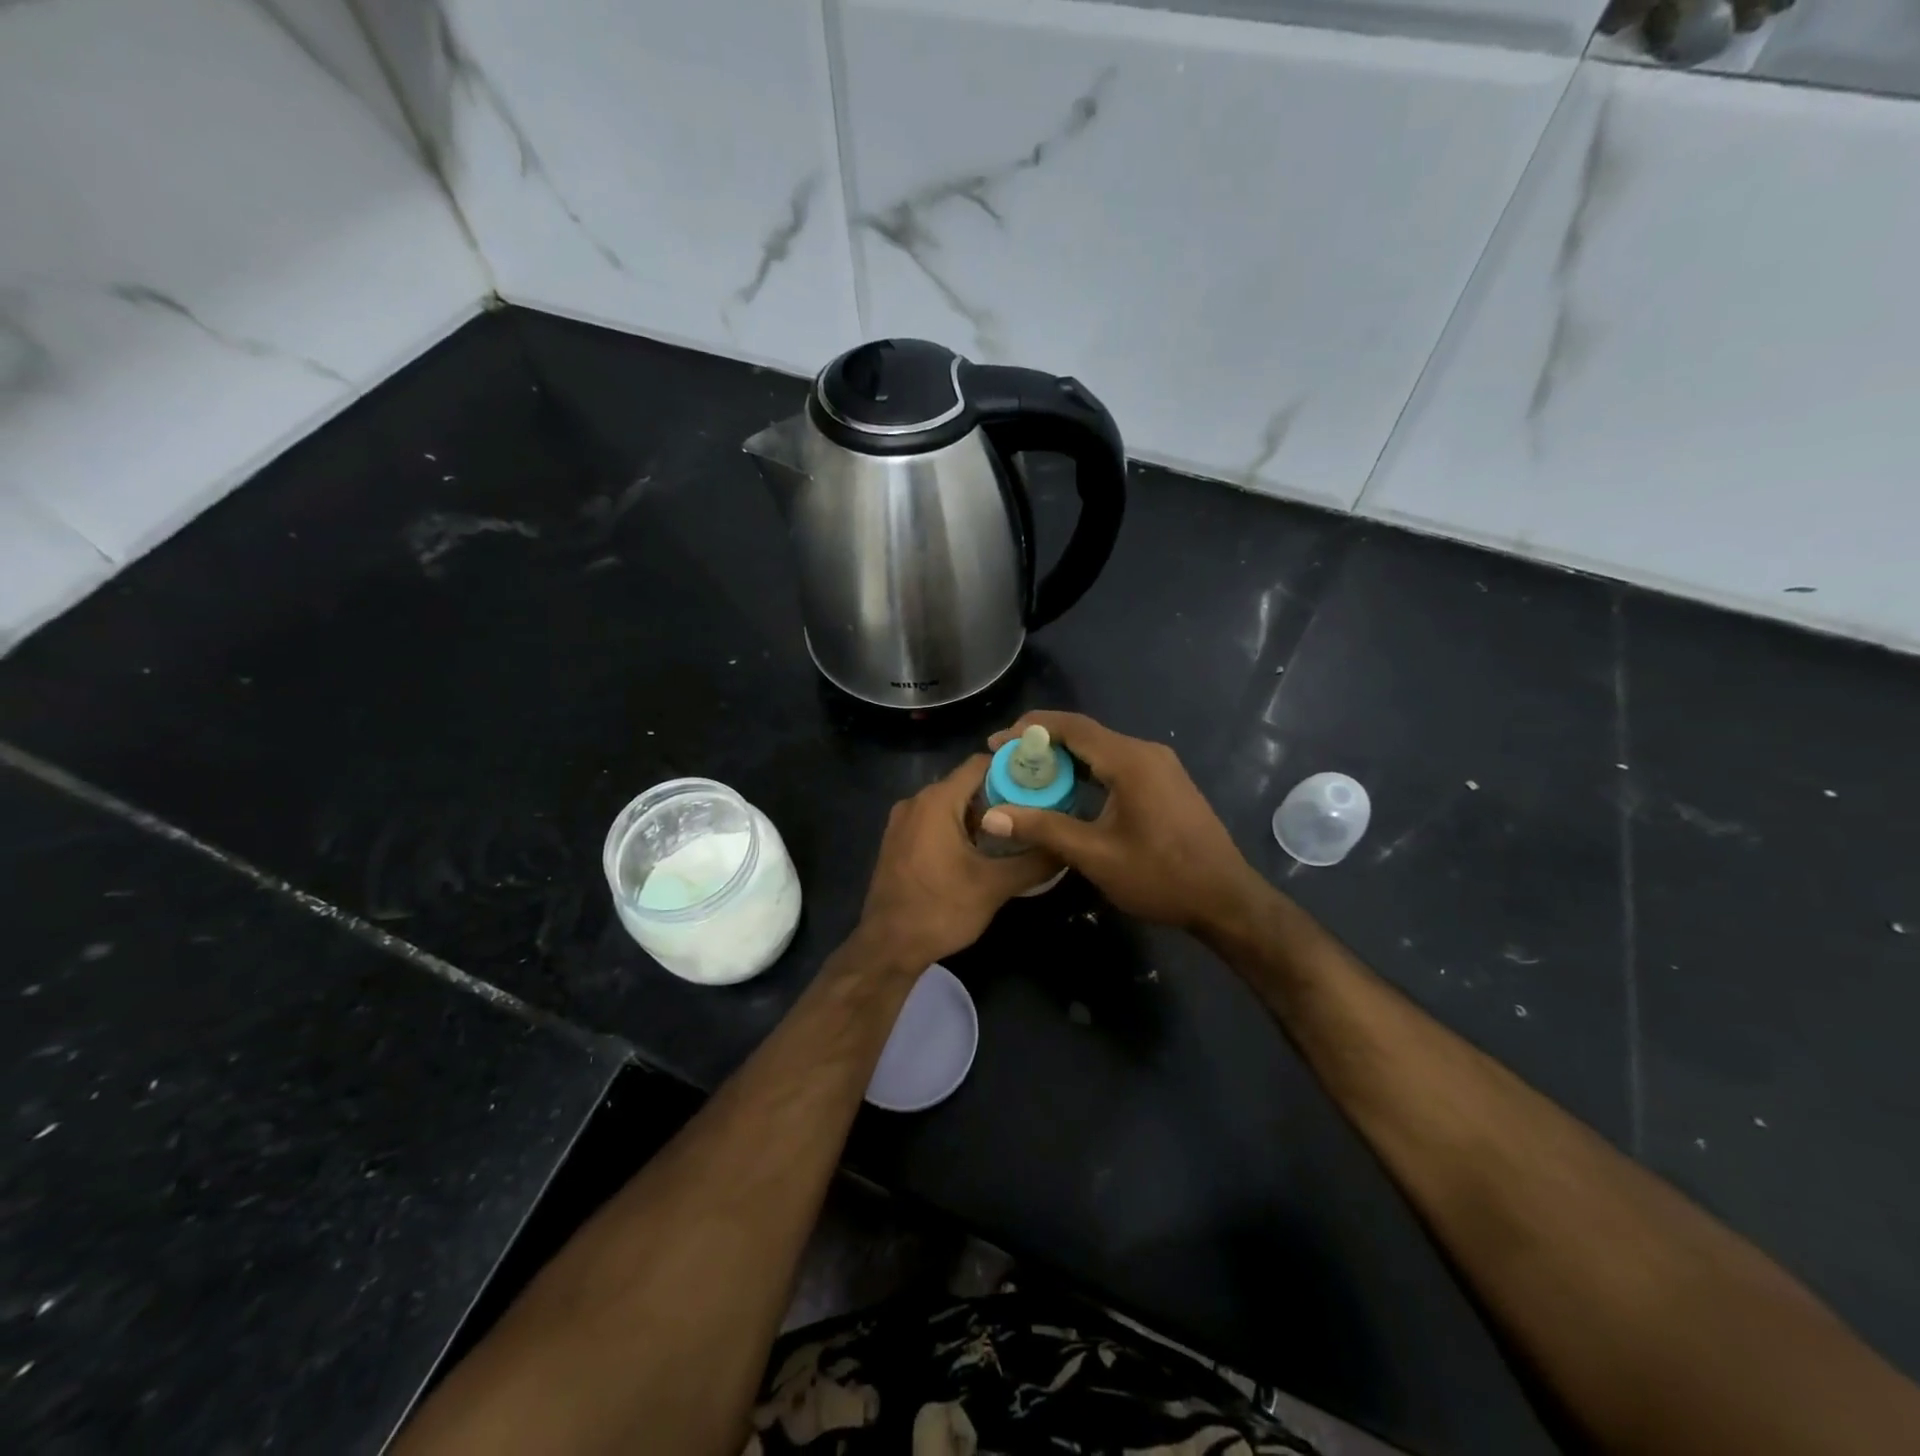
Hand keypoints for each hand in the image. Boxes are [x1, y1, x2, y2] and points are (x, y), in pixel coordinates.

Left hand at [855, 755, 1060, 971]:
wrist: (888, 947)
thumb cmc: (940, 910)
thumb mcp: (995, 886)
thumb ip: (1035, 861)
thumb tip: (1067, 846)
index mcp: (936, 801)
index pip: (981, 763)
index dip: (1014, 769)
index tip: (1043, 783)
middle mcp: (916, 801)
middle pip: (967, 783)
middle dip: (1002, 795)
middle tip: (1037, 811)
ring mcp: (903, 821)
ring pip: (952, 804)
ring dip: (982, 814)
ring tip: (1017, 832)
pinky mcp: (899, 841)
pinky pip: (935, 821)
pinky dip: (960, 827)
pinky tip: (983, 851)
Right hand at [980, 711, 1262, 933]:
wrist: (1225, 899)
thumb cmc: (1161, 876)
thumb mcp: (1095, 855)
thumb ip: (1042, 829)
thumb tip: (991, 817)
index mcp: (1130, 761)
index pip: (1071, 726)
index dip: (1029, 730)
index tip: (996, 743)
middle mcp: (1145, 752)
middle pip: (1085, 733)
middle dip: (1042, 743)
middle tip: (1007, 761)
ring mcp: (1159, 765)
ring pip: (1101, 748)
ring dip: (1064, 757)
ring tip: (1029, 775)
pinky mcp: (1165, 781)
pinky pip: (1117, 762)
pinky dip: (1087, 769)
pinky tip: (1068, 789)